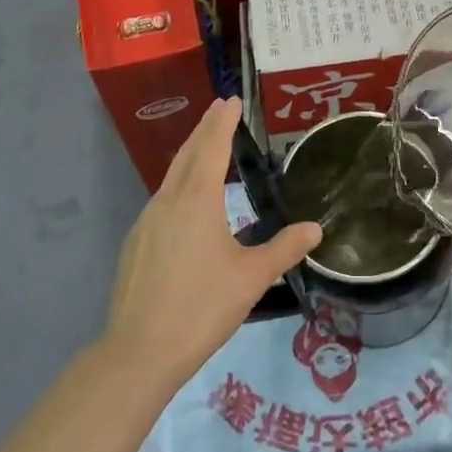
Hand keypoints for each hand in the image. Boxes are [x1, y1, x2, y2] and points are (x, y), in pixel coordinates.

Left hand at [106, 97, 318, 388]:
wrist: (139, 351)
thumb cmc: (201, 307)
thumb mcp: (252, 278)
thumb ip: (284, 249)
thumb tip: (315, 229)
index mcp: (197, 200)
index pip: (212, 147)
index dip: (223, 121)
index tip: (231, 100)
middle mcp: (168, 201)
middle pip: (188, 154)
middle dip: (205, 128)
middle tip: (220, 108)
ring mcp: (146, 222)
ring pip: (171, 176)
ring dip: (190, 155)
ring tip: (207, 147)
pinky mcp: (136, 243)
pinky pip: (162, 200)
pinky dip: (179, 184)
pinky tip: (187, 202)